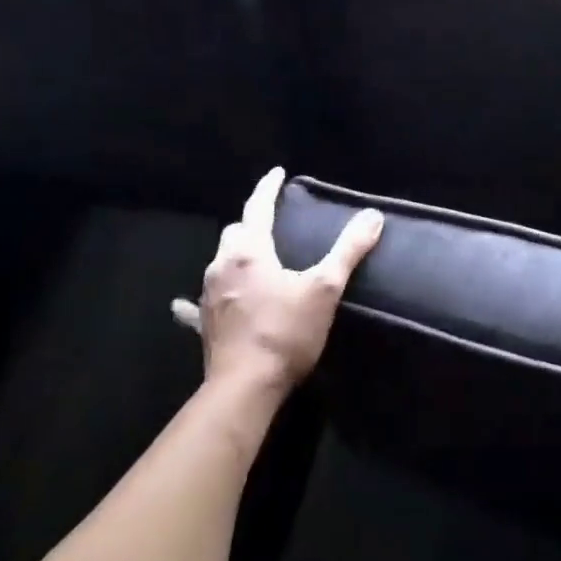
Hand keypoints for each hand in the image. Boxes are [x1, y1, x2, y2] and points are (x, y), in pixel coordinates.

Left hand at [170, 168, 382, 397]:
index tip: (277, 173)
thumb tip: (372, 215)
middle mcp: (222, 266)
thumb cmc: (286, 331)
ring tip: (251, 255)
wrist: (245, 387)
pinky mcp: (203, 325)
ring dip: (235, 254)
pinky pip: (198, 305)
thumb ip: (349, 249)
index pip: (257, 208)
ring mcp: (208, 296)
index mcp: (249, 252)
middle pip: (234, 232)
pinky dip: (201, 298)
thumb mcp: (325, 288)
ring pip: (219, 262)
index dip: (268, 189)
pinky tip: (188, 303)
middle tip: (271, 222)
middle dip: (251, 223)